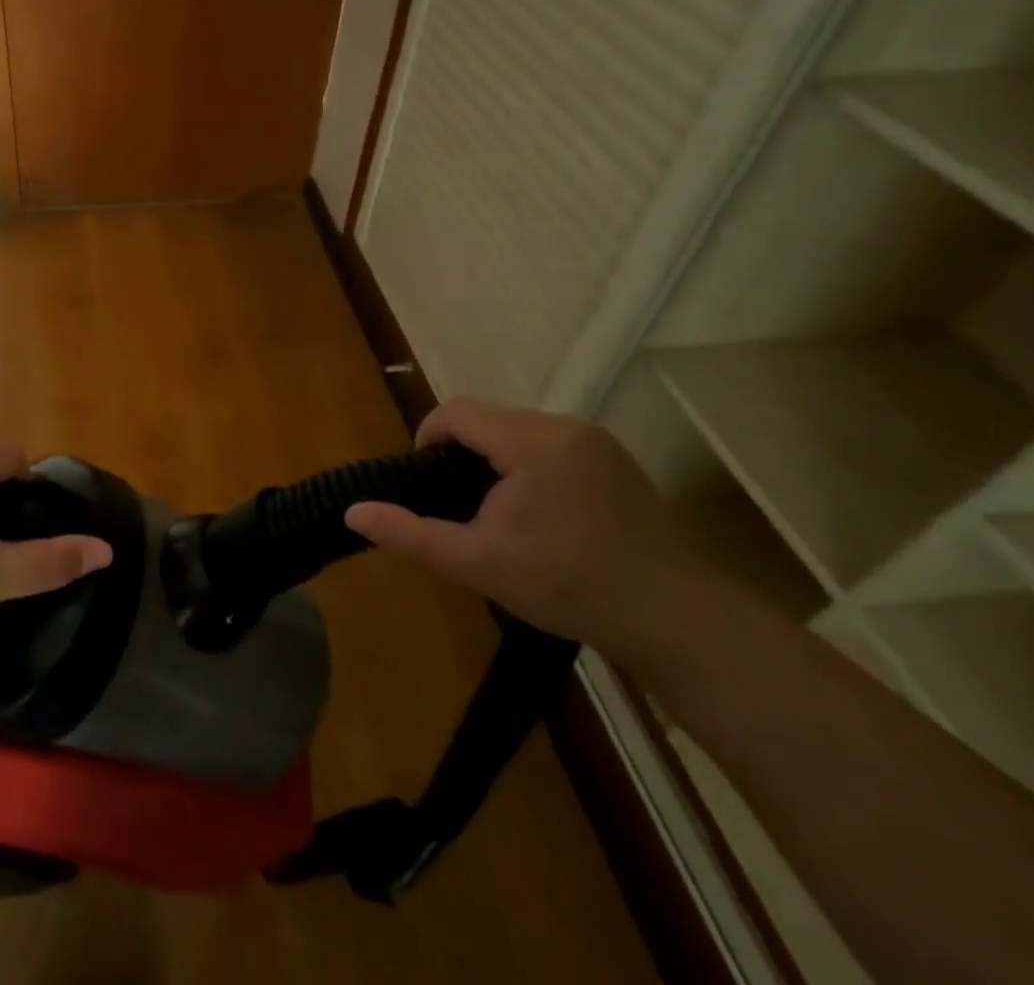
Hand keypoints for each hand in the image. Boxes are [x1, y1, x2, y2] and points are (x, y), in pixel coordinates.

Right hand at [343, 400, 722, 664]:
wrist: (681, 622)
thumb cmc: (570, 586)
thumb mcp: (479, 563)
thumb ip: (411, 533)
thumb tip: (352, 511)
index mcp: (531, 441)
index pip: (456, 412)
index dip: (428, 440)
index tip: (428, 486)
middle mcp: (565, 426)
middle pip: (488, 419)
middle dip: (463, 454)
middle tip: (463, 509)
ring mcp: (597, 441)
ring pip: (519, 431)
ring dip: (496, 461)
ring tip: (499, 515)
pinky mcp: (617, 461)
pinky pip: (551, 445)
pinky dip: (529, 467)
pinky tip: (541, 516)